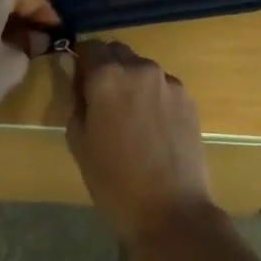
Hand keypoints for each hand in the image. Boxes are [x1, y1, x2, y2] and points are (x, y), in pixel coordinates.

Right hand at [66, 40, 214, 246]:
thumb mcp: (80, 143)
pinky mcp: (188, 98)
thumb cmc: (115, 184)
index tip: (79, 83)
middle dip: (107, 68)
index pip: (90, 46)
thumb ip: (75, 98)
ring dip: (131, 82)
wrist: (173, 214)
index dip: (82, 61)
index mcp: (107, 76)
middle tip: (102, 102)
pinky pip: (162, 86)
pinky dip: (153, 97)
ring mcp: (168, 81)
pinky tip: (154, 130)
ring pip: (141, 69)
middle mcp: (139, 68)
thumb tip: (72, 68)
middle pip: (117, 52)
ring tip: (131, 120)